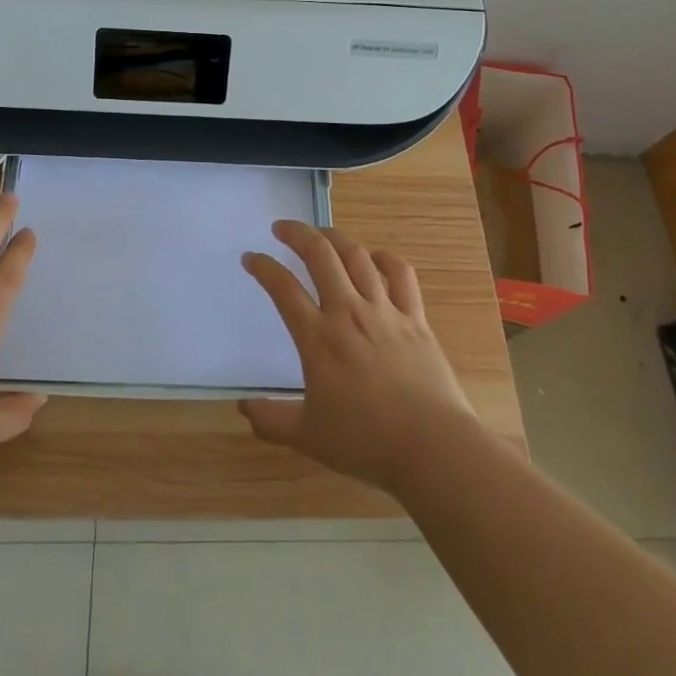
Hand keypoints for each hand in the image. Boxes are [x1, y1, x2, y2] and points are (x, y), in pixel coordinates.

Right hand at [240, 222, 477, 494]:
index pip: (283, 288)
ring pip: (357, 256)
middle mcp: (348, 313)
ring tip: (321, 234)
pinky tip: (374, 257)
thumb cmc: (366, 442)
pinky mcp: (416, 318)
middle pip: (320, 255)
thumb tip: (243, 408)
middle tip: (281, 228)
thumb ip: (272, 420)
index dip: (263, 267)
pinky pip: (401, 274)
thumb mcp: (308, 436)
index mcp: (318, 338)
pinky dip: (385, 258)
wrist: (433, 448)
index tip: (250, 258)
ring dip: (335, 238)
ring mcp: (385, 311)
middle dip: (297, 233)